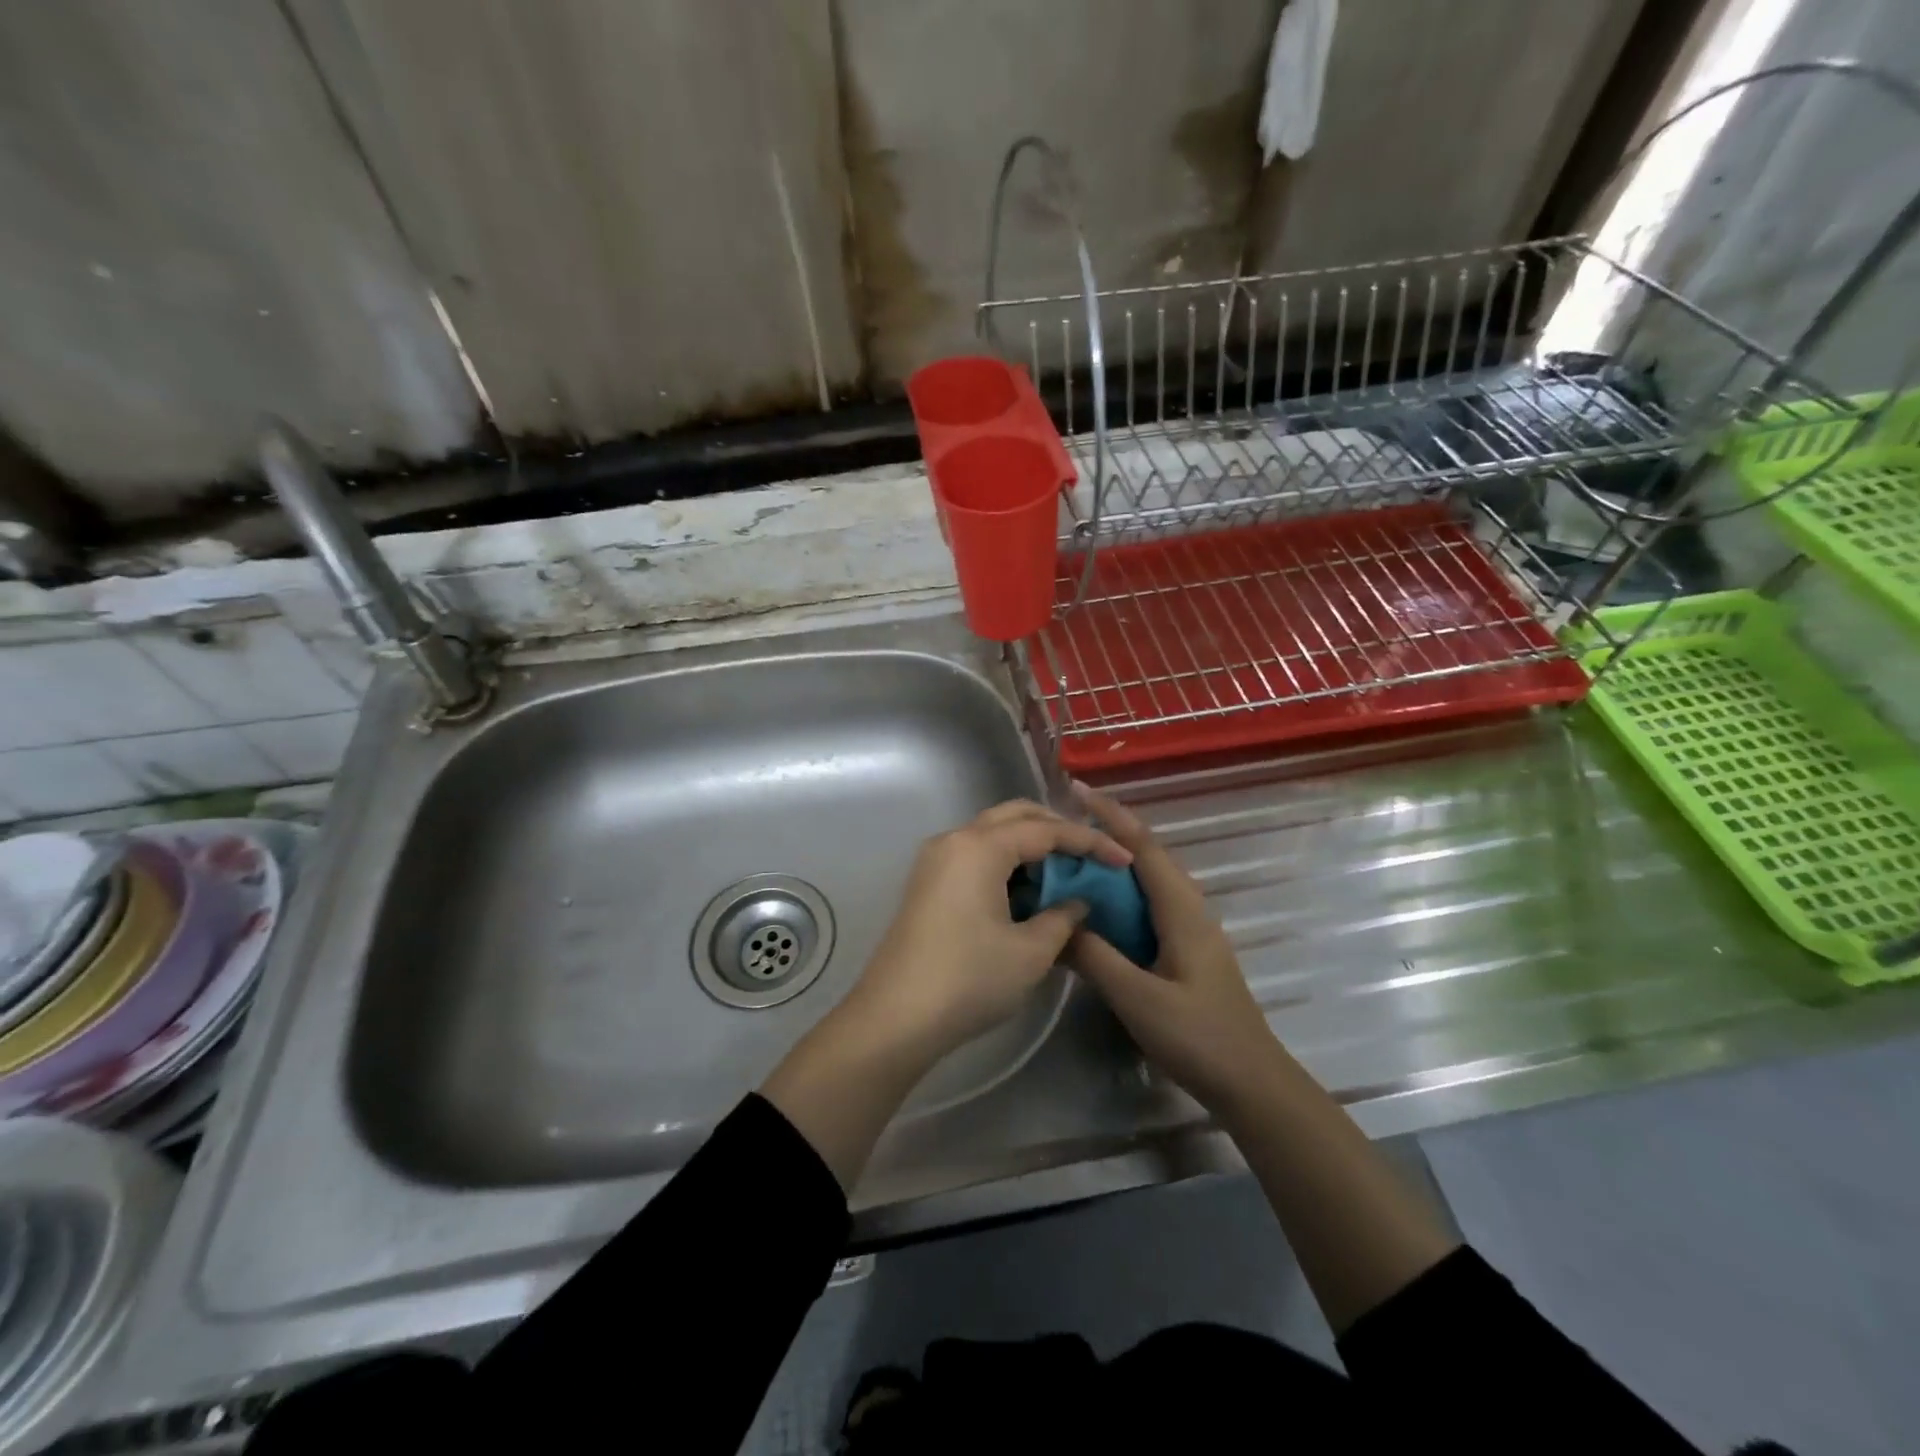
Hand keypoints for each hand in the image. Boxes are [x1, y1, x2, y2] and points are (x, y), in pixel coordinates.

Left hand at [846, 800, 1132, 1065]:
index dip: (1089, 842)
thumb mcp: (1030, 952)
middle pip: (1015, 817)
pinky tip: (1028, 892)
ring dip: (1030, 846)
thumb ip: (1062, 918)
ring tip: (1065, 875)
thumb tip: (1077, 902)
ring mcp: (935, 860)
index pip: (1045, 830)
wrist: (895, 1017)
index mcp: (980, 847)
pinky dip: (1006, 863)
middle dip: (1057, 830)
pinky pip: (975, 856)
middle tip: (1091, 855)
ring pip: (992, 834)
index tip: (1122, 859)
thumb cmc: (969, 979)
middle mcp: (954, 840)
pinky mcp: (927, 883)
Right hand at [1066, 785, 1281, 1118]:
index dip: (1109, 814)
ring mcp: (1190, 929)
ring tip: (1070, 860)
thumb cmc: (1198, 1037)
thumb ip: (1095, 958)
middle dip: (1107, 833)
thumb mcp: (1138, 999)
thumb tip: (1058, 923)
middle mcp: (1189, 908)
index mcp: (1181, 909)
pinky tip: (1096, 909)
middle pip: (1145, 856)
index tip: (1075, 789)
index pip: (1142, 845)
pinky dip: (1119, 895)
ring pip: (1147, 881)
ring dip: (1112, 864)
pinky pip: (1148, 905)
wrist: (1251, 1083)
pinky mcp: (1186, 949)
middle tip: (1060, 827)